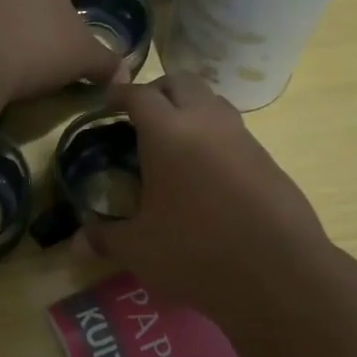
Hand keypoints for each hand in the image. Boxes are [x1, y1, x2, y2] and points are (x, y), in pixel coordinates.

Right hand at [82, 74, 331, 316]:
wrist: (278, 273)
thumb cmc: (195, 253)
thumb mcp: (139, 249)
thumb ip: (105, 237)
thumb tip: (78, 241)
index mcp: (168, 133)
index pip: (140, 95)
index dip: (120, 94)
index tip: (108, 103)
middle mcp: (207, 123)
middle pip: (182, 82)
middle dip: (159, 91)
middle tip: (142, 117)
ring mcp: (243, 139)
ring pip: (214, 103)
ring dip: (191, 110)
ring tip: (174, 142)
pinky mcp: (268, 161)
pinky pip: (235, 133)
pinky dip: (215, 138)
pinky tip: (206, 174)